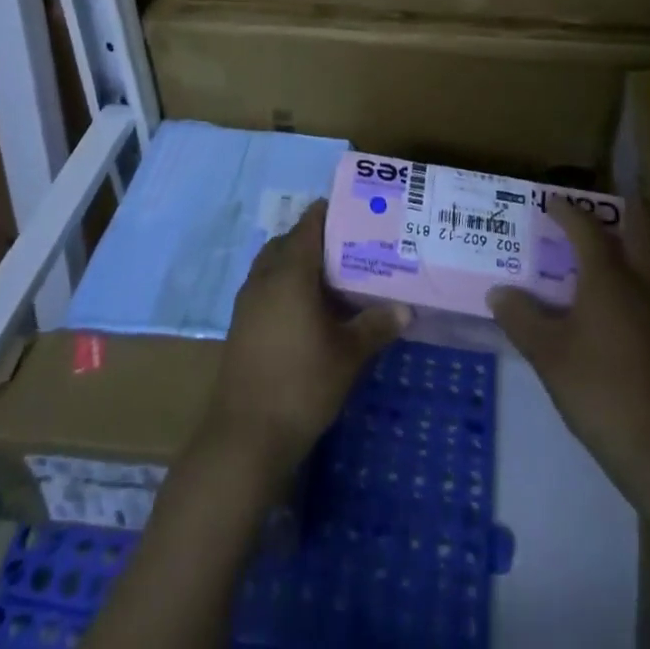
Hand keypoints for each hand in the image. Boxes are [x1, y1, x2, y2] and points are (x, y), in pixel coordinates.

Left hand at [205, 199, 408, 476]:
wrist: (246, 436)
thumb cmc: (302, 384)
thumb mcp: (348, 355)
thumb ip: (376, 325)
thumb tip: (406, 309)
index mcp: (289, 271)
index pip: (309, 225)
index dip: (330, 213)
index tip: (357, 212)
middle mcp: (264, 277)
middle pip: (289, 241)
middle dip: (317, 238)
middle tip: (351, 245)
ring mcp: (248, 301)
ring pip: (275, 264)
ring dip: (299, 262)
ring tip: (335, 275)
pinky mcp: (242, 324)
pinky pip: (267, 286)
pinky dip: (287, 284)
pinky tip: (310, 309)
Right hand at [488, 197, 649, 492]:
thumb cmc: (598, 389)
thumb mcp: (547, 354)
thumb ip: (521, 317)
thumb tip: (499, 292)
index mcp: (609, 277)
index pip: (586, 228)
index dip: (566, 210)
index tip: (549, 202)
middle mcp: (642, 282)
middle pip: (641, 227)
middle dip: (623, 209)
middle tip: (600, 205)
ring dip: (637, 239)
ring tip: (612, 242)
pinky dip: (643, 272)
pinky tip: (626, 293)